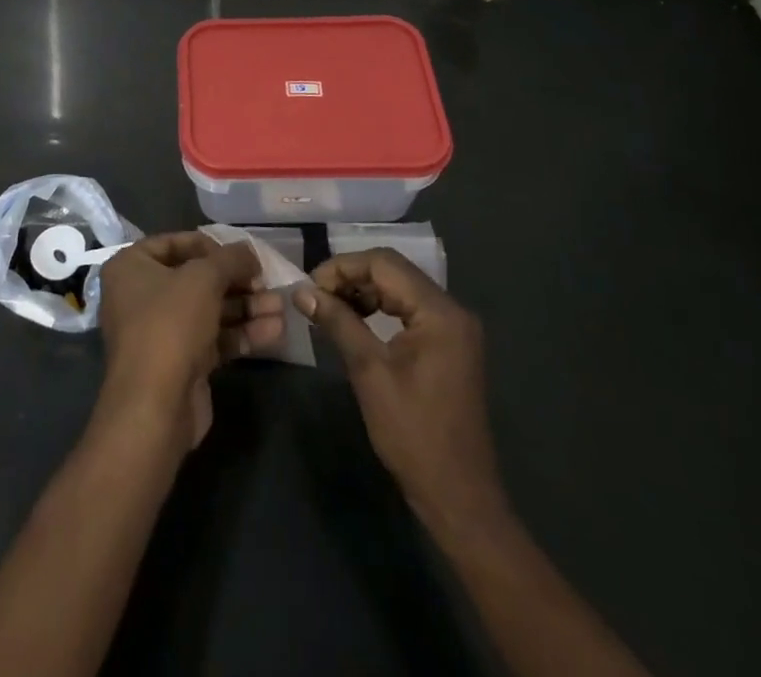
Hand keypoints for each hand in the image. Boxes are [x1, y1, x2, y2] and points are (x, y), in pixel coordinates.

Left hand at [97, 233, 284, 449]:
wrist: (155, 406)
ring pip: (209, 310)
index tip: (241, 255)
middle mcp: (141, 295)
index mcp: (131, 267)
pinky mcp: (181, 362)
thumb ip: (230, 259)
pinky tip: (276, 331)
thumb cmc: (170, 323)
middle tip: (267, 282)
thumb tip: (249, 252)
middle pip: (196, 279)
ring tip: (281, 306)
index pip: (174, 243)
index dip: (210, 246)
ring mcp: (161, 331)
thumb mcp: (203, 278)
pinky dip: (242, 333)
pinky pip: (214, 338)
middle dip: (236, 281)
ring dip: (246, 307)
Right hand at [294, 249, 507, 535]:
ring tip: (329, 308)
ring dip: (363, 291)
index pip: (384, 263)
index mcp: (440, 312)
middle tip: (315, 296)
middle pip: (393, 271)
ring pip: (400, 288)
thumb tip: (302, 291)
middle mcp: (452, 310)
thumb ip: (338, 322)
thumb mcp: (369, 372)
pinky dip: (379, 309)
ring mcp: (454, 328)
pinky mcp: (449, 345)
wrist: (458, 497)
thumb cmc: (413, 434)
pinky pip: (409, 309)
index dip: (342, 267)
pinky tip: (355, 322)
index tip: (309, 286)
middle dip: (351, 277)